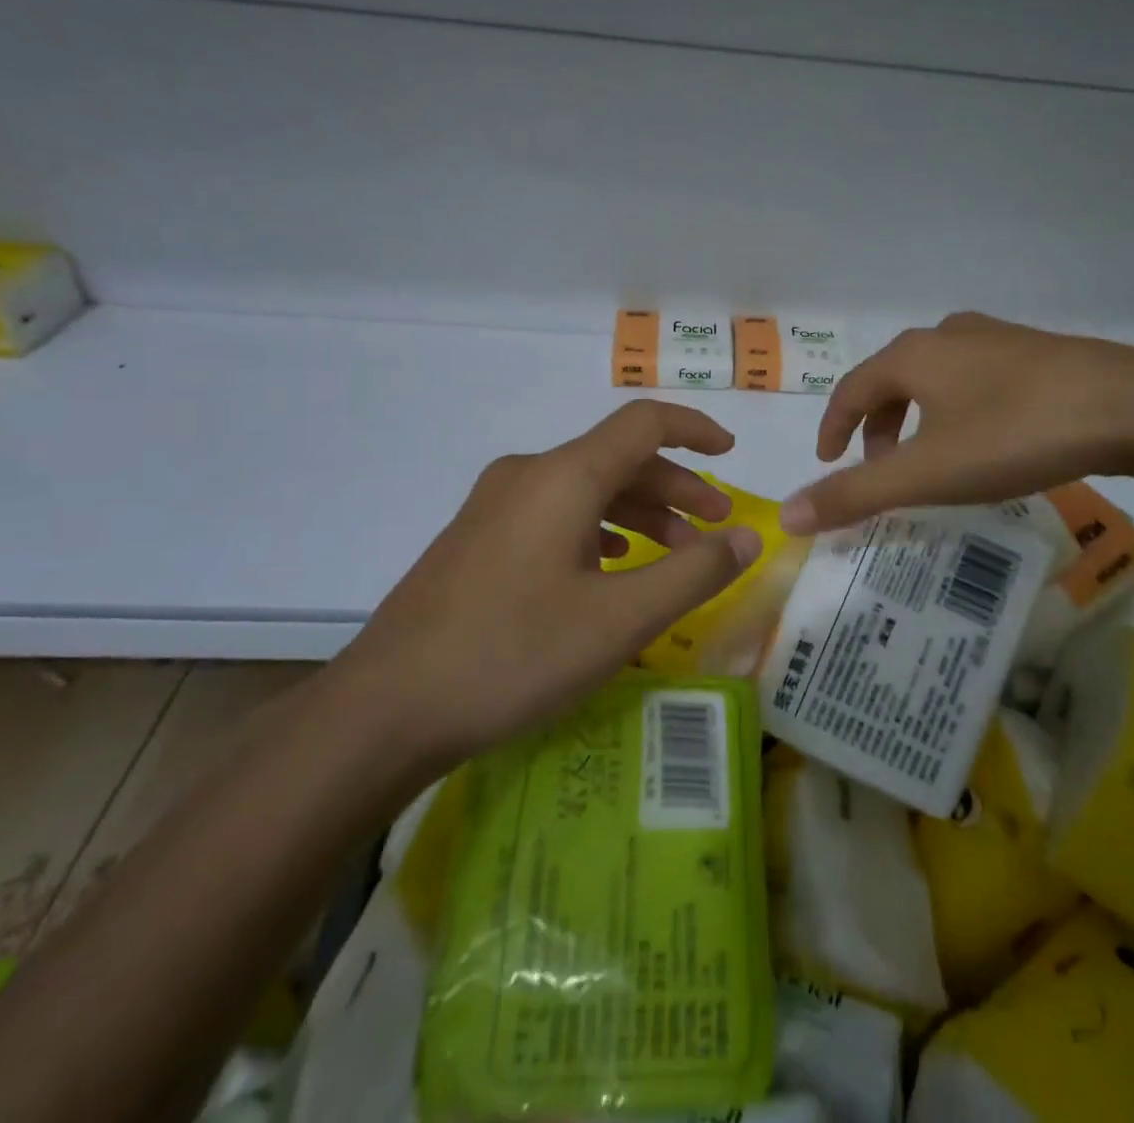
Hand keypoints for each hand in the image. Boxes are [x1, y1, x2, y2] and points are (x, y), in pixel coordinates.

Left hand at [330, 401, 763, 776]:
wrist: (385, 709)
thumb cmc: (512, 655)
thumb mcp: (619, 621)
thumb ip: (694, 573)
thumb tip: (749, 537)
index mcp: (563, 477)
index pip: (643, 424)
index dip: (695, 429)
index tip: (732, 454)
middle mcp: (527, 475)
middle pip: (618, 459)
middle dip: (676, 488)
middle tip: (716, 529)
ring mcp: (495, 506)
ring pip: (586, 489)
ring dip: (641, 513)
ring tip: (674, 557)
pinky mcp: (478, 538)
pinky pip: (555, 514)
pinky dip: (600, 529)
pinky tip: (611, 567)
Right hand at [780, 312, 1133, 534]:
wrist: (1130, 406)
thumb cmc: (1014, 434)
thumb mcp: (927, 472)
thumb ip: (855, 494)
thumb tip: (787, 514)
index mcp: (912, 355)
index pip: (851, 389)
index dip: (832, 426)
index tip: (827, 461)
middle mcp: (948, 336)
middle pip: (892, 382)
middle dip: (878, 428)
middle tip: (882, 471)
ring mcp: (997, 340)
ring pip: (936, 380)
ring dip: (918, 420)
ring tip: (933, 462)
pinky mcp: (1037, 354)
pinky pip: (976, 382)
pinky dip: (958, 413)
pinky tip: (987, 443)